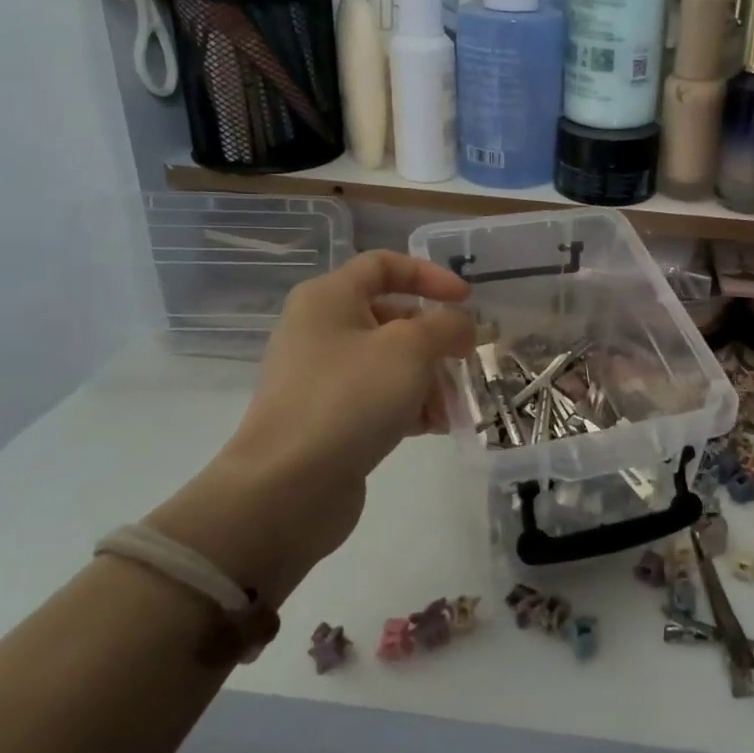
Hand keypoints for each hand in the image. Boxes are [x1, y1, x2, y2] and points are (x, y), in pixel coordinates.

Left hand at [204, 253, 471, 561]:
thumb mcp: (410, 348)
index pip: (384, 265)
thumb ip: (447, 325)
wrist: (286, 487)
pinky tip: (433, 427)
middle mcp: (321, 330)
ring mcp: (322, 377)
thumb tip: (461, 325)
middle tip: (466, 360)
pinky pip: (379, 398)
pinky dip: (409, 406)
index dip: (430, 275)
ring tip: (451, 406)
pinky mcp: (328, 418)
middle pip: (392, 317)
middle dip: (435, 338)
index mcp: (329, 298)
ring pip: (390, 362)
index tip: (467, 300)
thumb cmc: (349, 398)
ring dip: (429, 378)